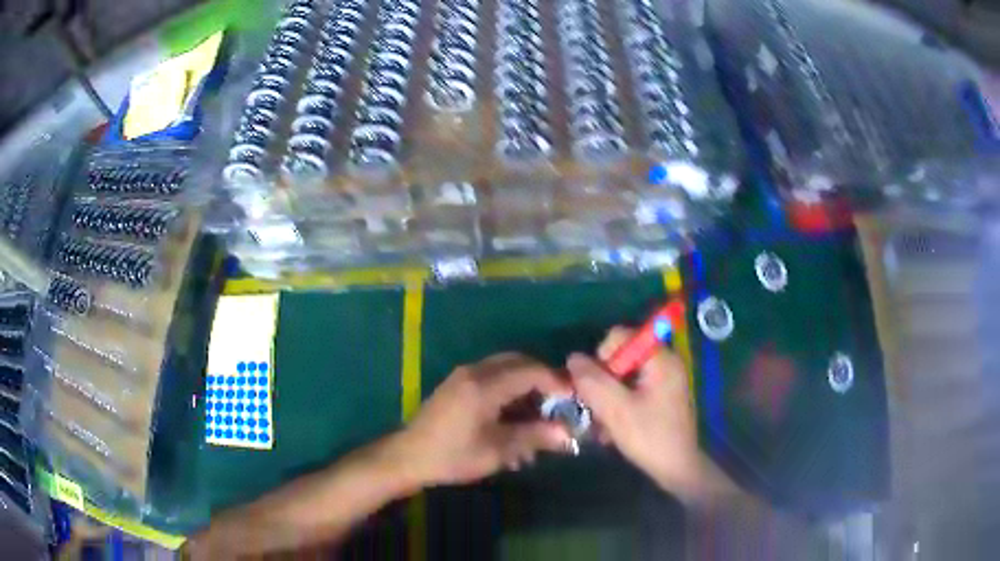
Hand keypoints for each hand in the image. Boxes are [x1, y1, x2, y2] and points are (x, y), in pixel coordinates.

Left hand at [388, 353, 573, 486]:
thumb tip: (567, 434)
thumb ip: (534, 437)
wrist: (408, 457)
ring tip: (538, 418)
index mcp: (485, 385)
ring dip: (526, 388)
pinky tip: (515, 421)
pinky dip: (509, 392)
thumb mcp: (497, 451)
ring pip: (506, 370)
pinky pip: (492, 379)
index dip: (556, 382)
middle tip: (559, 405)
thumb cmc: (453, 456)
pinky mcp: (458, 385)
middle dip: (543, 382)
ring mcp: (464, 376)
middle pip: (519, 363)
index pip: (531, 371)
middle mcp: (475, 372)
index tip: (574, 400)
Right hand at [567, 327, 708, 503]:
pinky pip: (631, 390)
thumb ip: (593, 382)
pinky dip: (619, 404)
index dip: (601, 358)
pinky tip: (612, 428)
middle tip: (596, 409)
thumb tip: (573, 358)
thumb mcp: (616, 410)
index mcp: (660, 359)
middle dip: (602, 382)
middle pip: (620, 357)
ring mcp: (664, 380)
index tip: (597, 388)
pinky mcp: (661, 397)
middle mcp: (664, 363)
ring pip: (622, 377)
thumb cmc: (650, 437)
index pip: (620, 337)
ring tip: (602, 425)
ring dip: (607, 398)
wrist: (678, 469)